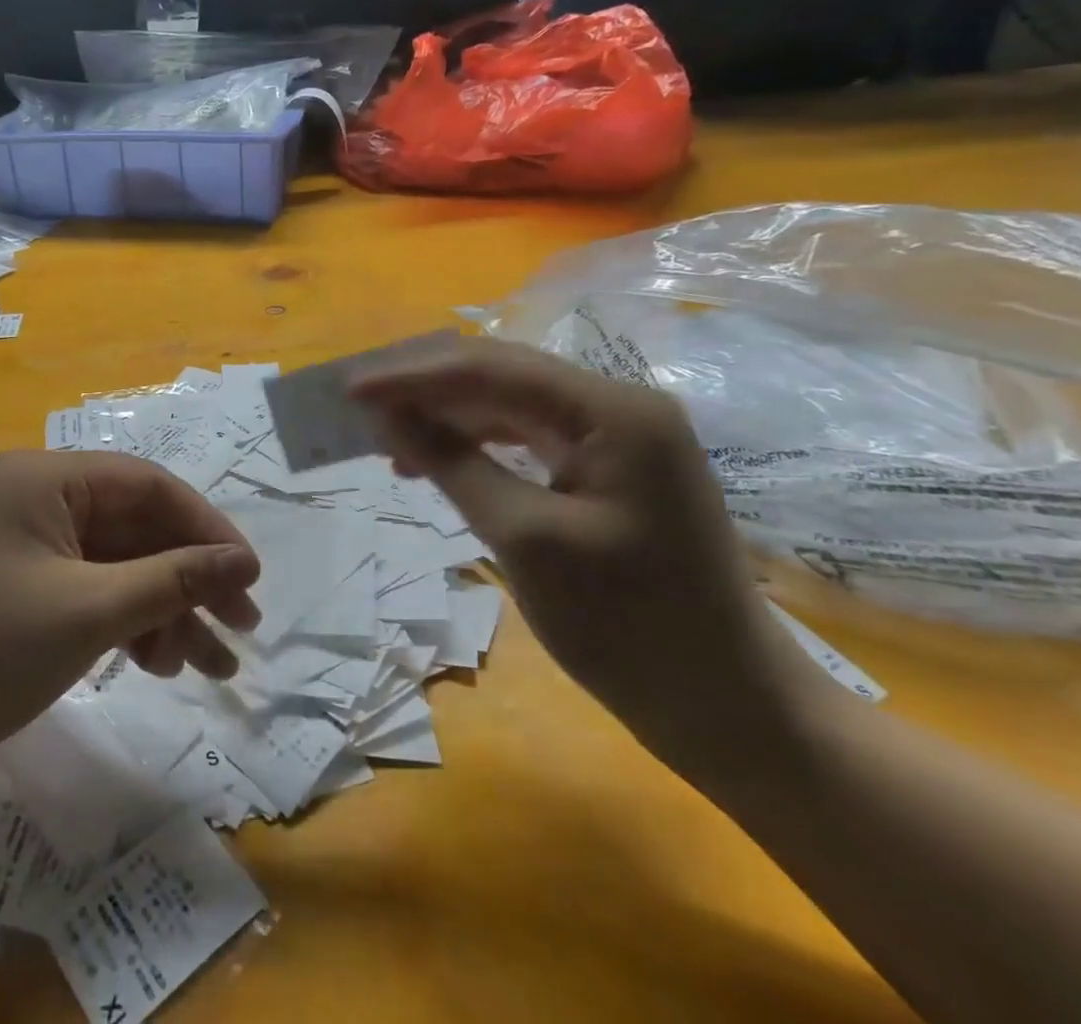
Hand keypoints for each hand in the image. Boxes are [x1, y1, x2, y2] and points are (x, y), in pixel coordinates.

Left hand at [0, 451, 261, 791]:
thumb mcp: (92, 611)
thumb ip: (174, 579)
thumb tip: (245, 562)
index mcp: (45, 478)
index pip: (145, 485)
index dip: (204, 527)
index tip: (249, 574)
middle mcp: (39, 497)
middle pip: (136, 527)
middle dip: (189, 579)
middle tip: (242, 626)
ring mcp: (31, 541)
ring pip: (120, 564)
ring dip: (165, 609)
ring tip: (209, 665)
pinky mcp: (27, 581)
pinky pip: (94, 587)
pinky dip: (129, 621)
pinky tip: (159, 662)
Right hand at [352, 338, 812, 777]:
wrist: (730, 710)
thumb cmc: (630, 628)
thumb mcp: (524, 539)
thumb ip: (452, 464)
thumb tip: (387, 415)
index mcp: (613, 411)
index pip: (492, 369)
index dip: (414, 376)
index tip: (350, 391)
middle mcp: (619, 407)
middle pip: (502, 376)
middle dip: (426, 388)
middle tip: (360, 407)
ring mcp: (619, 439)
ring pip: (511, 406)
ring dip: (447, 417)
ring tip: (387, 438)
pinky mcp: (611, 471)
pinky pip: (529, 439)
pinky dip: (477, 446)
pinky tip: (437, 461)